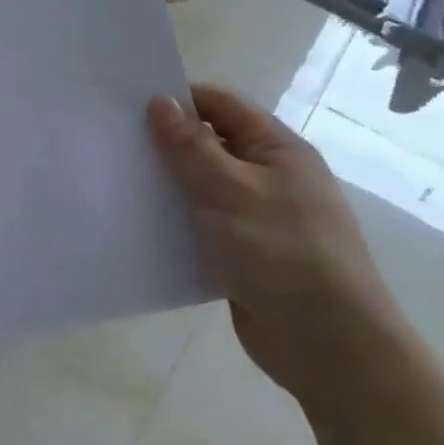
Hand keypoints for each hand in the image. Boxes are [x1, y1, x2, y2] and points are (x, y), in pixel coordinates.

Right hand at [147, 84, 405, 408]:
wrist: (329, 344)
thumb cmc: (283, 251)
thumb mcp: (231, 189)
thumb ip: (190, 145)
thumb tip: (159, 101)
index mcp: (276, 149)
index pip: (221, 105)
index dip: (179, 99)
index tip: (129, 105)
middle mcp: (268, 177)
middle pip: (208, 144)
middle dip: (166, 143)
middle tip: (114, 142)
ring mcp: (256, 217)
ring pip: (201, 187)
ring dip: (167, 185)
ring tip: (117, 181)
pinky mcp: (243, 254)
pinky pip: (202, 226)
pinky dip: (175, 223)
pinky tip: (139, 225)